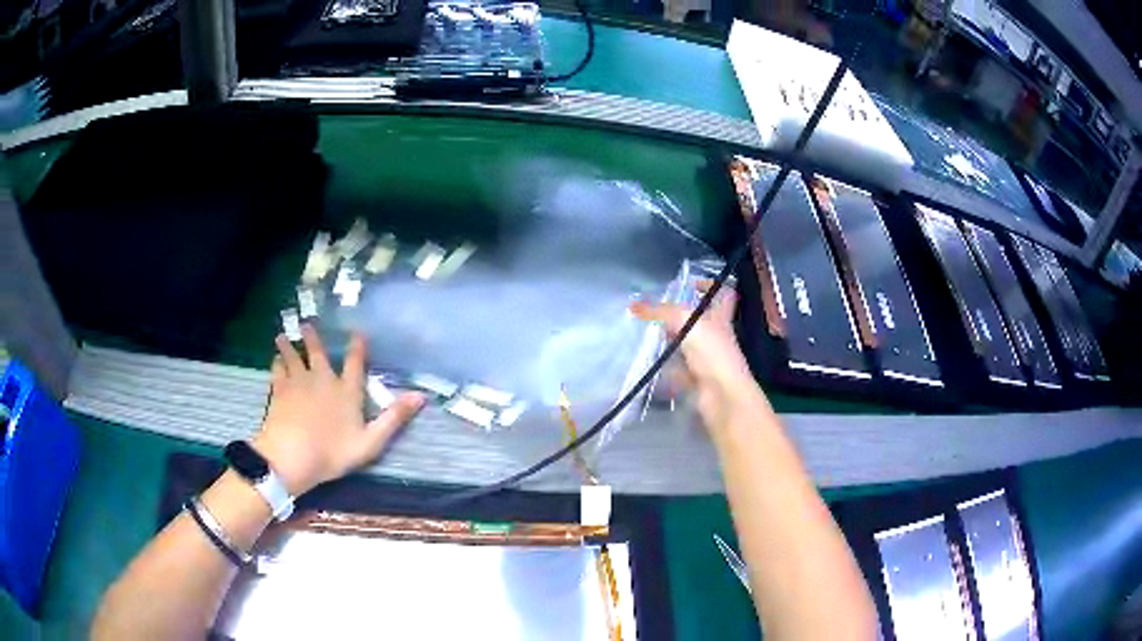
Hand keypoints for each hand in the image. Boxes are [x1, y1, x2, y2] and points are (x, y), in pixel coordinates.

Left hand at [253, 325, 424, 494]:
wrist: (292, 455)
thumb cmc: (333, 451)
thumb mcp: (371, 441)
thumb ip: (394, 418)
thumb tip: (422, 396)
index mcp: (347, 391)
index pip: (355, 363)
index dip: (357, 346)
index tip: (357, 331)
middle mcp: (323, 379)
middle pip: (318, 353)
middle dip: (313, 338)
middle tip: (307, 323)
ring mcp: (298, 382)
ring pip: (293, 357)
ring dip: (289, 345)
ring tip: (283, 336)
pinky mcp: (279, 390)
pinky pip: (278, 370)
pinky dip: (277, 362)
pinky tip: (275, 360)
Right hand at [630, 282, 765, 433]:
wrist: (722, 394)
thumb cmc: (711, 352)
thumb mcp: (684, 321)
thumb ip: (659, 312)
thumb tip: (633, 304)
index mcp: (720, 317)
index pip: (722, 293)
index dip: (709, 285)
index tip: (688, 285)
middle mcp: (717, 336)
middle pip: (700, 321)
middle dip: (679, 318)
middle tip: (657, 315)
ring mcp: (709, 358)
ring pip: (689, 345)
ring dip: (672, 343)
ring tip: (650, 337)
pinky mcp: (699, 378)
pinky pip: (681, 370)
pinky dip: (668, 369)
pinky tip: (653, 365)